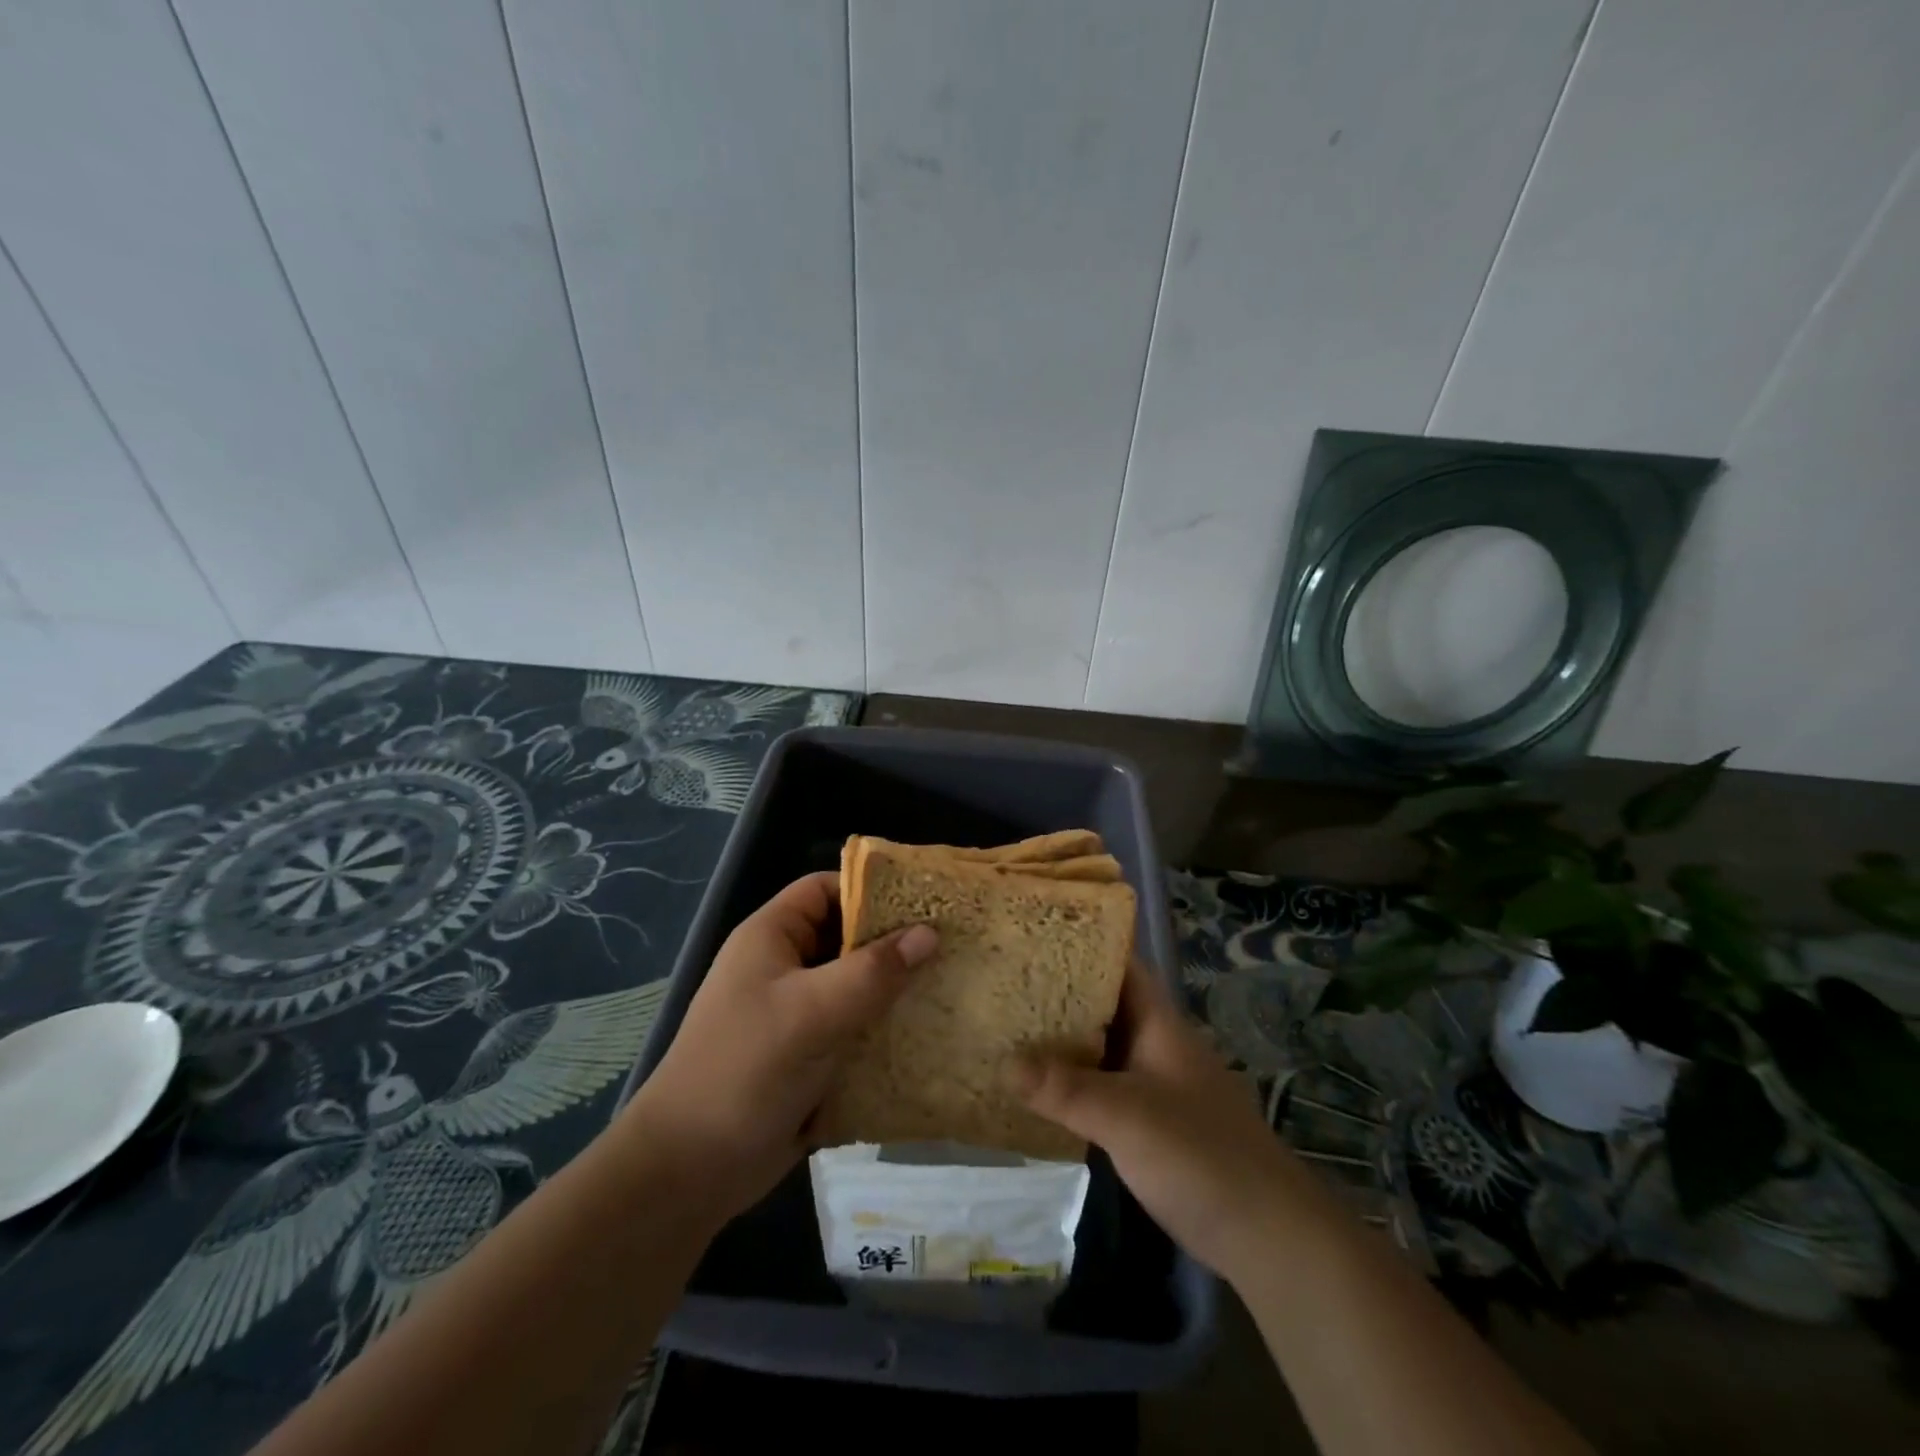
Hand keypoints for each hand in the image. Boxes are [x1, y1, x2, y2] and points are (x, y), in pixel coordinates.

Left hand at [621, 871, 936, 1223]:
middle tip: (953, 943)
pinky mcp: (810, 1056)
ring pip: (856, 986)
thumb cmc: (745, 1070)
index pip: (825, 890)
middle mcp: (785, 968)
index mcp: (772, 938)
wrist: (690, 1170)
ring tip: (952, 983)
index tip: (925, 900)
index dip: (871, 889)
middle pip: (847, 938)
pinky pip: (856, 1028)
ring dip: (896, 989)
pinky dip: (886, 1028)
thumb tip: (930, 933)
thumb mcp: (811, 1012)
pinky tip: (928, 1032)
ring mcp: (797, 1014)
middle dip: (895, 941)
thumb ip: (872, 972)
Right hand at [1014, 963, 1317, 1279]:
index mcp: (1159, 1024)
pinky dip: (1071, 1083)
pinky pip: (1101, 1088)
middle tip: (1004, 982)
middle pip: (1103, 1005)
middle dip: (1058, 992)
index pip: (1120, 964)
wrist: (1266, 1235)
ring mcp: (1154, 1085)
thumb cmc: (1200, 1155)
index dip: (1082, 943)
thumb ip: (1066, 1089)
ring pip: (1100, 1048)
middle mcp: (1155, 1045)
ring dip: (1061, 1040)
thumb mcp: (1127, 1116)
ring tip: (1007, 1027)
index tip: (1033, 935)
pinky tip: (1036, 1090)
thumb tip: (1003, 1062)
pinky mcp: (1149, 1124)